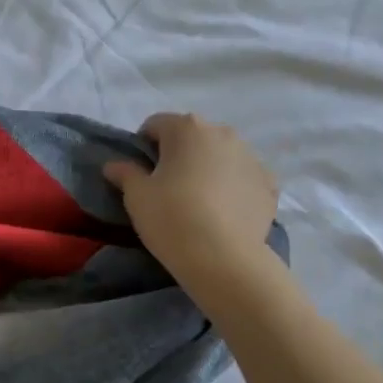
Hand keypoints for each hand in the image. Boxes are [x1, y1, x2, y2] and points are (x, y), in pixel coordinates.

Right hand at [103, 113, 279, 299]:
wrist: (222, 258)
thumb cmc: (171, 217)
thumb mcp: (136, 196)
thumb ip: (125, 174)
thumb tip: (113, 165)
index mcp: (187, 129)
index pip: (156, 124)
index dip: (143, 145)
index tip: (139, 171)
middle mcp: (223, 133)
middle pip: (193, 137)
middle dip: (179, 154)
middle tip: (167, 186)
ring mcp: (251, 157)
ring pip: (221, 156)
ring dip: (208, 168)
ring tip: (198, 202)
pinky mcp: (269, 184)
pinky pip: (244, 179)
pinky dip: (232, 188)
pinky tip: (222, 213)